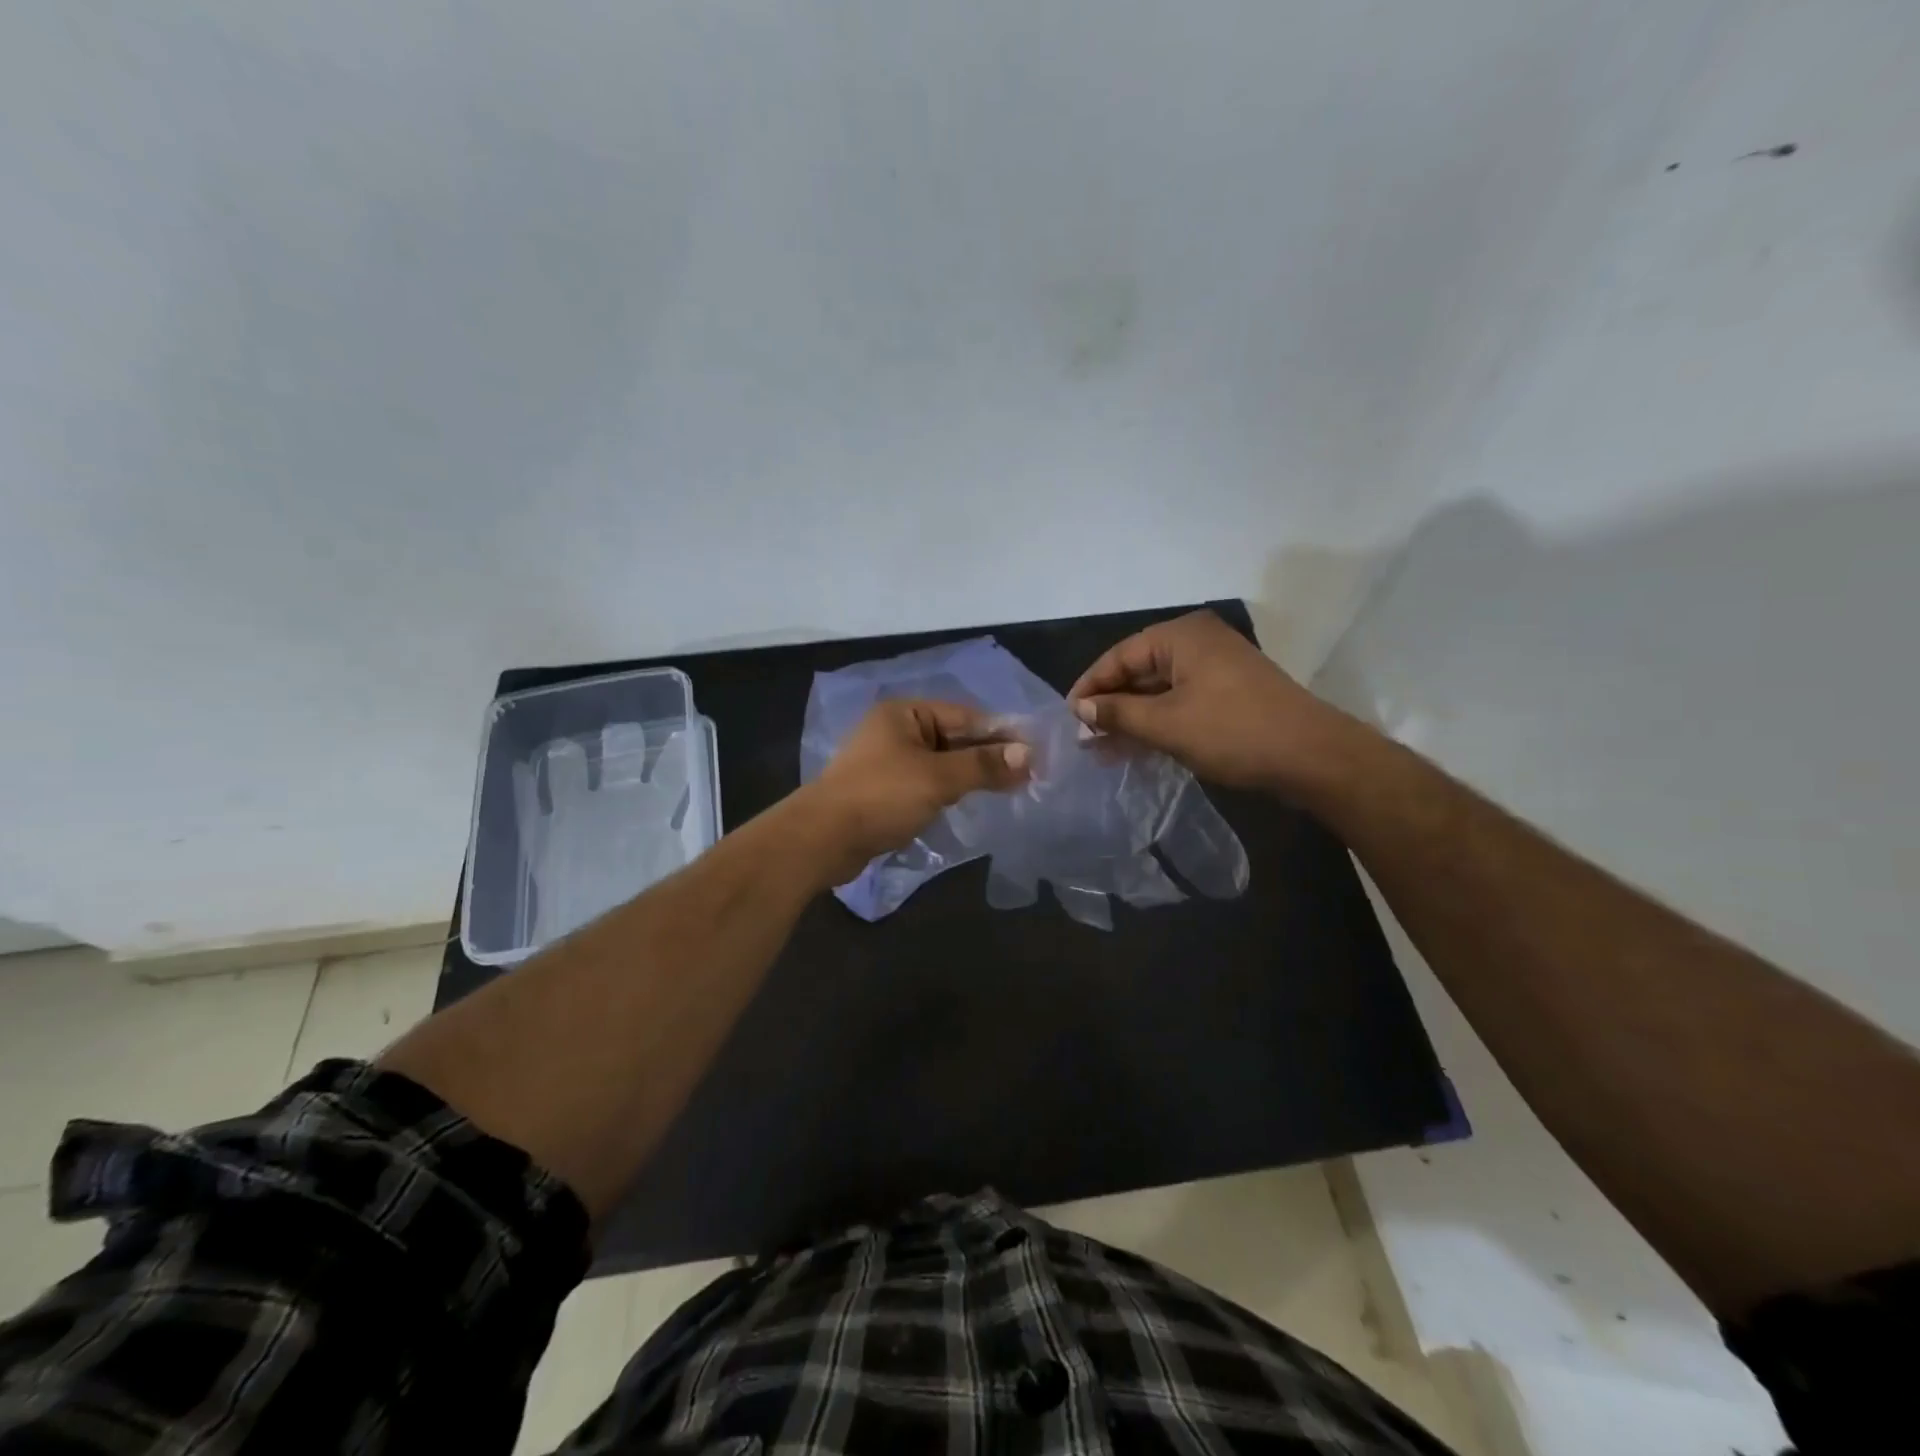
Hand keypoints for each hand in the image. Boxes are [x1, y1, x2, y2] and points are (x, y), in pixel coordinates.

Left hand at [800, 699, 1030, 884]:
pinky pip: (926, 784)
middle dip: (987, 757)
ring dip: (970, 776)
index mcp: (904, 713)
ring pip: (941, 763)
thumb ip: (983, 765)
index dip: (1000, 734)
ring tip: (1008, 791)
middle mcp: (896, 730)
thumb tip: (1028, 755)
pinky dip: (948, 791)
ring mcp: (888, 762)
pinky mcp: (884, 791)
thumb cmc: (881, 797)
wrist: (822, 840)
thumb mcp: (937, 778)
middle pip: (954, 738)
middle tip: (1027, 777)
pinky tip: (969, 804)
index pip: (965, 716)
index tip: (1034, 754)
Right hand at [1067, 610, 1358, 792]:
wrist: (1311, 756)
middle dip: (1111, 704)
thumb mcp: (1166, 724)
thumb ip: (1118, 712)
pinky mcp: (1229, 690)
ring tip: (1103, 747)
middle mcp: (1198, 641)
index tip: (1069, 716)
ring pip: (1159, 688)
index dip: (1090, 685)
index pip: (1119, 655)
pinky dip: (1158, 719)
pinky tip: (1137, 745)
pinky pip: (1180, 699)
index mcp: (1181, 636)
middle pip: (1139, 669)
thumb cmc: (1233, 732)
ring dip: (1132, 716)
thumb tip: (1081, 708)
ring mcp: (1217, 666)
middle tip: (1084, 736)